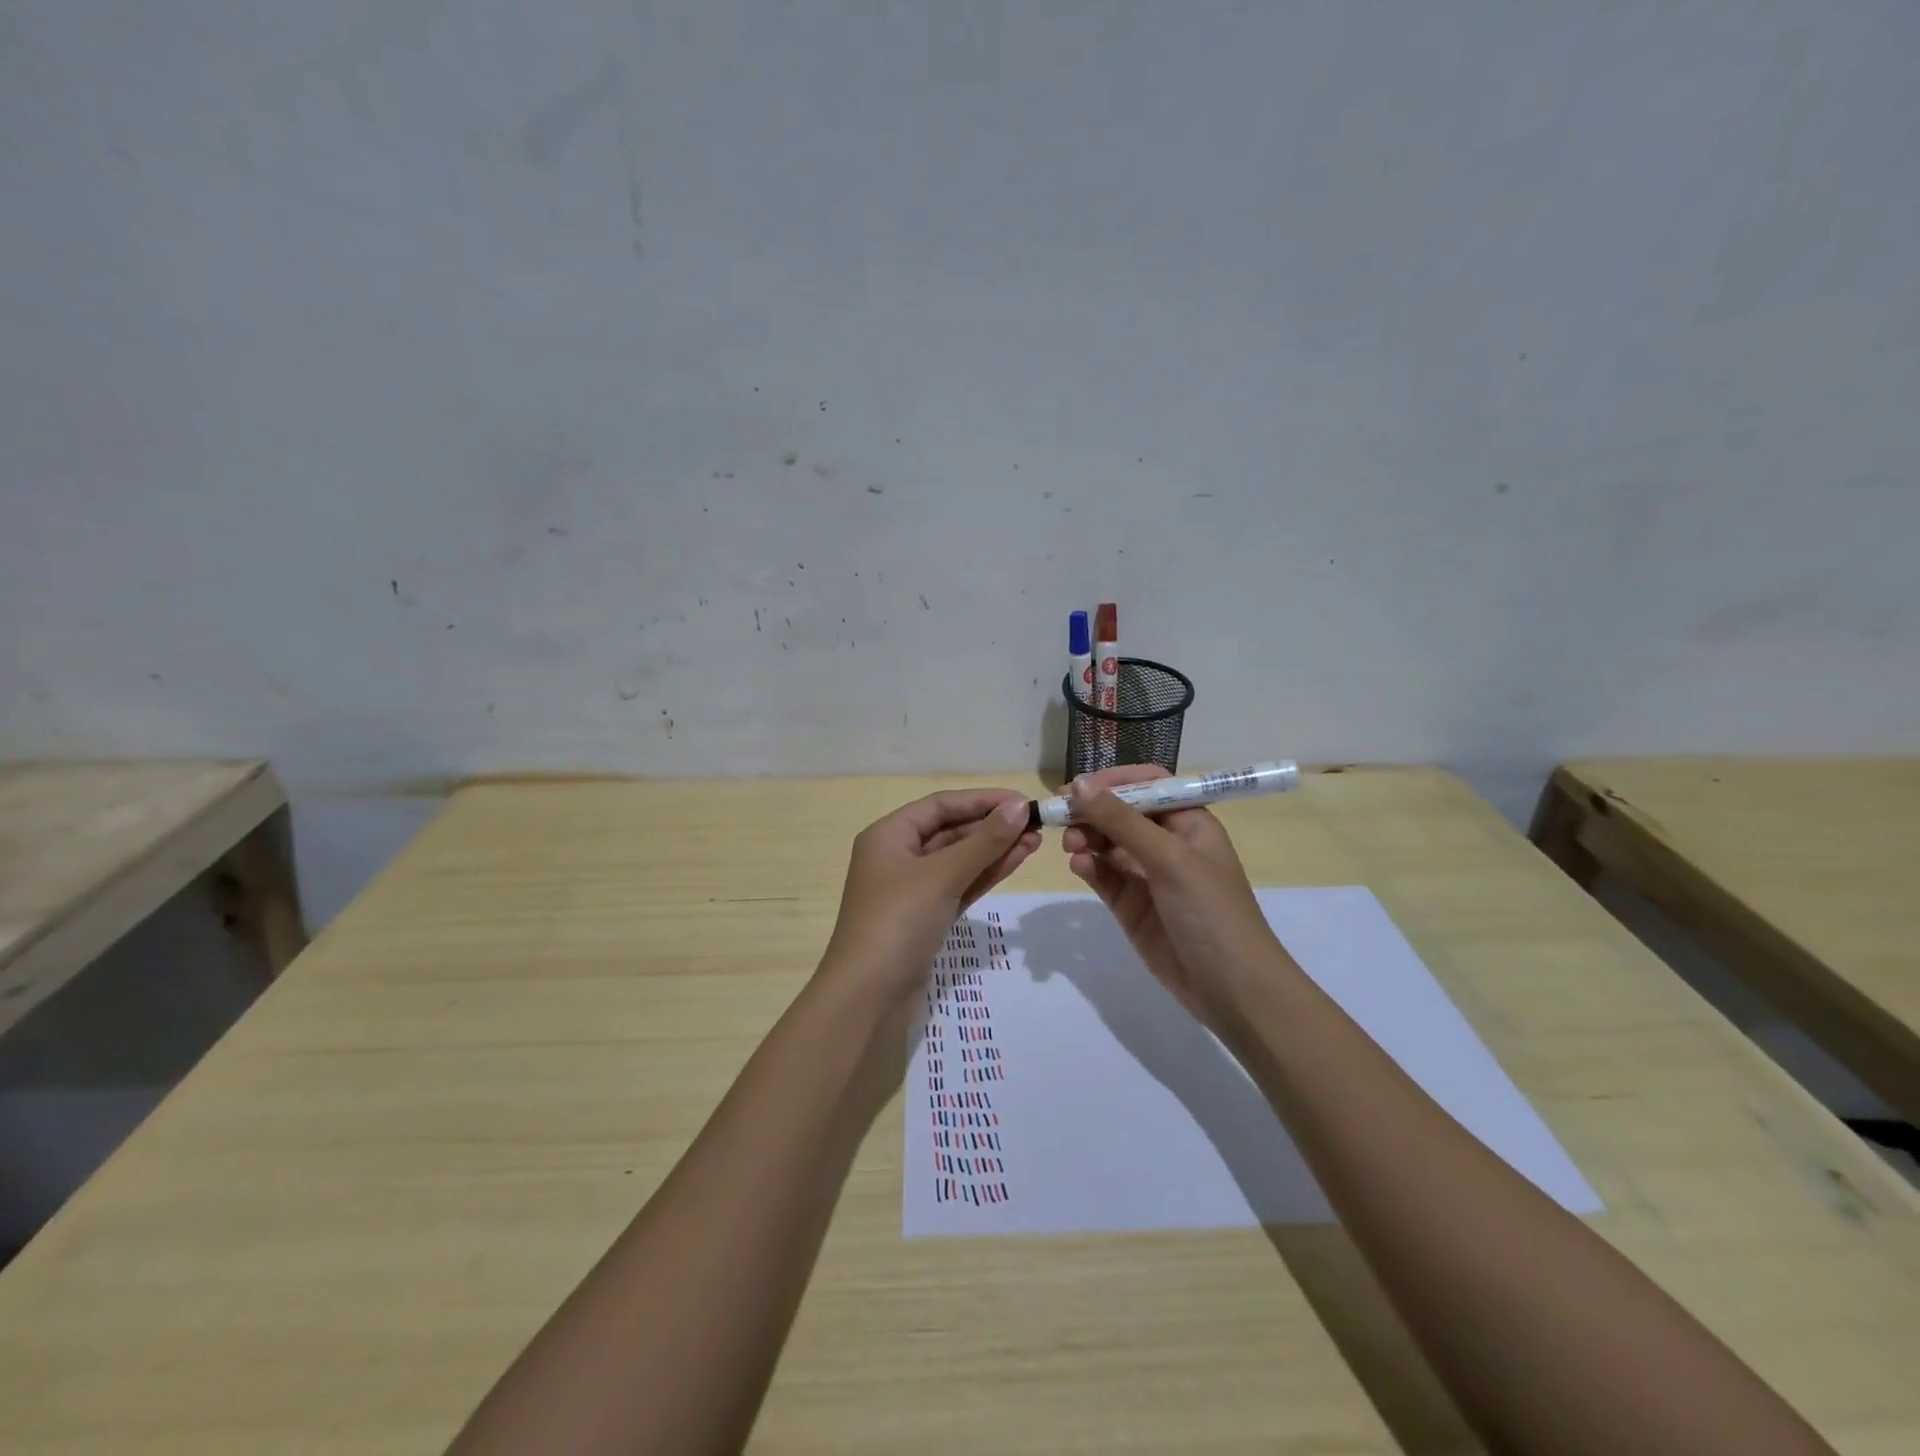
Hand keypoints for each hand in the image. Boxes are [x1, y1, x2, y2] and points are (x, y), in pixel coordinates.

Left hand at [824, 789, 1040, 998]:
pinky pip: (960, 885)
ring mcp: (913, 889)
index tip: (1021, 800)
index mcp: (888, 835)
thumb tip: (1017, 807)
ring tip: (1035, 841)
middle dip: (992, 826)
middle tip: (1035, 824)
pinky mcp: (927, 916)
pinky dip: (986, 873)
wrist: (868, 997)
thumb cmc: (897, 922)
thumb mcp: (941, 875)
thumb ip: (983, 841)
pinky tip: (1016, 861)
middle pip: (951, 830)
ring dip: (994, 849)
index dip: (982, 800)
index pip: (940, 805)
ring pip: (959, 860)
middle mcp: (898, 856)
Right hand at [1061, 765, 1286, 1024]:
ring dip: (1087, 839)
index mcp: (1189, 823)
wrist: (1232, 989)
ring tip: (1071, 846)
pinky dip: (1089, 867)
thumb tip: (1079, 784)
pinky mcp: (1132, 907)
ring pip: (1108, 845)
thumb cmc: (1211, 911)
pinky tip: (1079, 866)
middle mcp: (1168, 844)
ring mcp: (1149, 877)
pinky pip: (1104, 876)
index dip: (1114, 782)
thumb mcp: (1169, 858)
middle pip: (1122, 814)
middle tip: (1062, 818)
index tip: (1079, 787)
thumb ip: (1121, 821)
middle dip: (1093, 813)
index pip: (1149, 786)